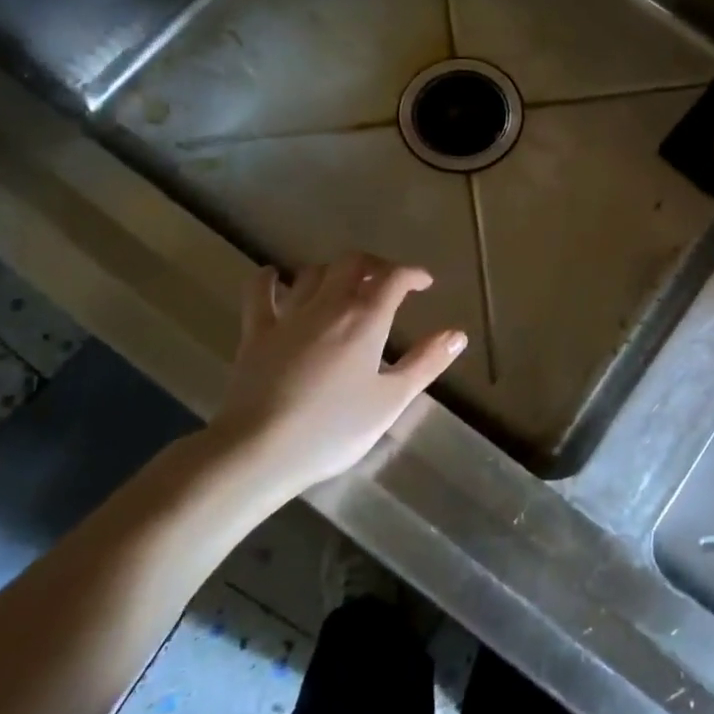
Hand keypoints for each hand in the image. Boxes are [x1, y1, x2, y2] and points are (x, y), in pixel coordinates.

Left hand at [207, 253, 467, 501]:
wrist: (259, 450)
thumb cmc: (333, 428)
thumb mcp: (391, 400)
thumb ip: (426, 362)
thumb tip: (458, 334)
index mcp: (365, 319)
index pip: (394, 277)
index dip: (413, 274)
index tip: (424, 284)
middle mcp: (328, 305)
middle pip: (353, 263)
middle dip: (375, 264)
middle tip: (388, 282)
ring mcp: (288, 316)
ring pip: (313, 272)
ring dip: (334, 271)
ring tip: (345, 285)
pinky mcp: (256, 333)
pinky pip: (259, 293)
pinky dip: (270, 279)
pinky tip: (274, 277)